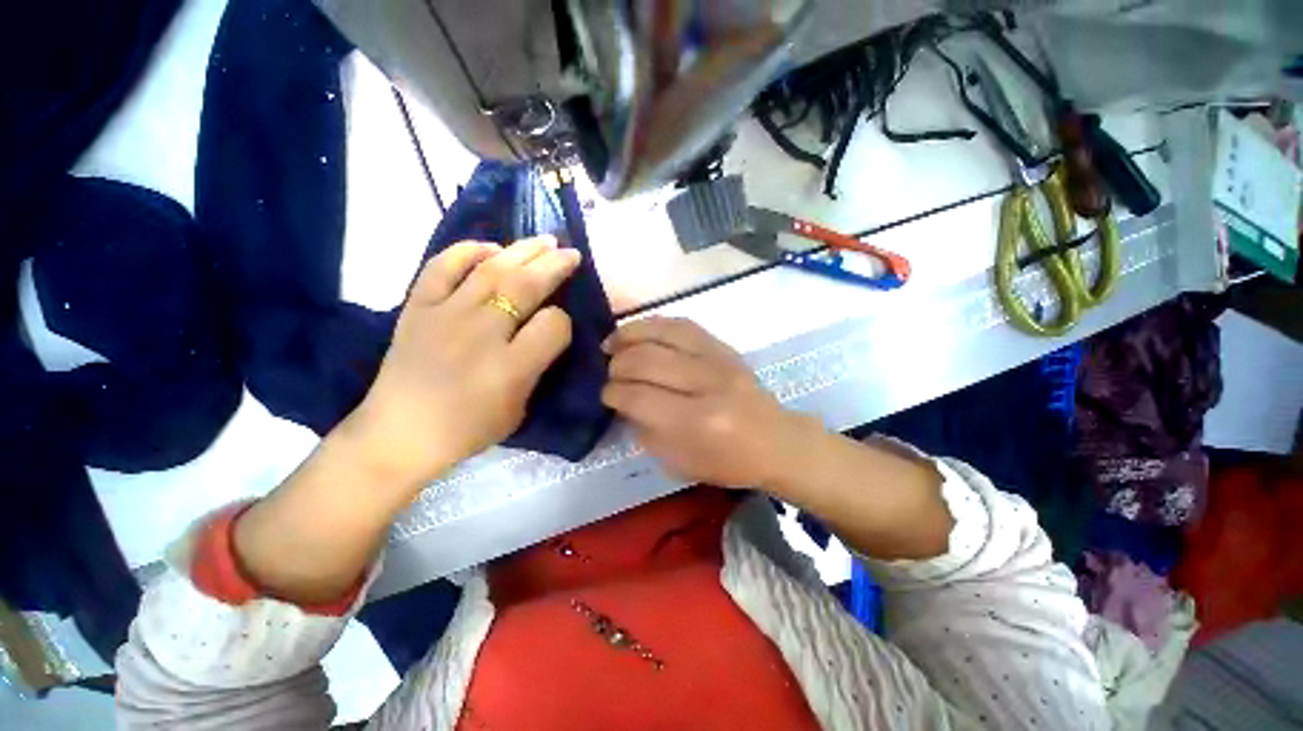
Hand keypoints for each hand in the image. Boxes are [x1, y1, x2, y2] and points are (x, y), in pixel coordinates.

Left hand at [345, 236, 579, 489]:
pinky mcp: (418, 306)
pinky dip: (467, 251)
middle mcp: (482, 332)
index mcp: (512, 367)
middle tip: (571, 253)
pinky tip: (489, 247)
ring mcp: (446, 314)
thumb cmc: (468, 428)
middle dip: (554, 266)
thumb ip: (537, 366)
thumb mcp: (519, 408)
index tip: (560, 326)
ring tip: (544, 240)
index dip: (564, 321)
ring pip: (492, 269)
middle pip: (526, 286)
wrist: (400, 433)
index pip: (554, 325)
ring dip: (523, 250)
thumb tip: (546, 331)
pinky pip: (443, 266)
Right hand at [601, 316, 809, 488]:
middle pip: (646, 361)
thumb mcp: (679, 462)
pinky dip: (654, 325)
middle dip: (617, 365)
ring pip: (662, 333)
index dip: (612, 393)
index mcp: (696, 422)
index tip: (604, 394)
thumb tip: (623, 400)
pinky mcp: (724, 347)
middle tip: (609, 373)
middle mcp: (706, 384)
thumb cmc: (729, 462)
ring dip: (629, 335)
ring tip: (612, 343)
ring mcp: (718, 359)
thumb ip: (646, 430)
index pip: (639, 397)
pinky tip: (638, 331)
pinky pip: (682, 324)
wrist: (778, 441)